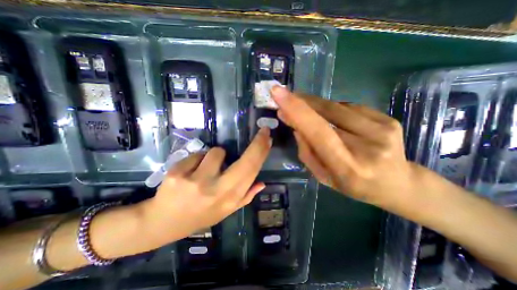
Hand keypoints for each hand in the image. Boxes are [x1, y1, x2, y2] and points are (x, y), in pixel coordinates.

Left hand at [137, 127, 273, 248]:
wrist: (162, 223)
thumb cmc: (199, 216)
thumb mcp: (225, 211)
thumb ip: (246, 197)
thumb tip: (262, 183)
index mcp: (230, 199)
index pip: (252, 172)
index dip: (262, 153)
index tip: (268, 137)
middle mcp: (217, 191)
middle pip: (245, 162)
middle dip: (257, 143)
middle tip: (263, 132)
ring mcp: (196, 182)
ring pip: (216, 152)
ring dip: (215, 156)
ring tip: (206, 169)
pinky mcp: (177, 174)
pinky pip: (196, 155)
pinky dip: (197, 160)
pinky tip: (189, 173)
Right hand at [271, 86, 423, 208]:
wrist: (397, 184)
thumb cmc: (353, 185)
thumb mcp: (323, 176)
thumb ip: (307, 152)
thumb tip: (296, 126)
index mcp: (347, 166)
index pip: (318, 132)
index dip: (297, 110)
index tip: (278, 93)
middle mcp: (367, 145)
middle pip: (326, 113)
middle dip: (302, 102)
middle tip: (285, 96)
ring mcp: (382, 129)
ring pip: (336, 106)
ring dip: (315, 104)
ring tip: (305, 108)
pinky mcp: (388, 119)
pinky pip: (349, 107)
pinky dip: (332, 109)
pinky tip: (331, 118)